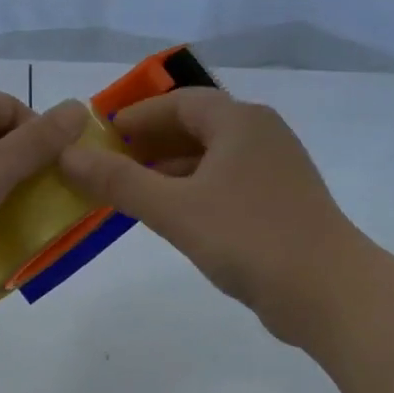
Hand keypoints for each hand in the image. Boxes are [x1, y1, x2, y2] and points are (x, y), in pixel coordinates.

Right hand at [57, 87, 360, 342]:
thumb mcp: (174, 209)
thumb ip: (119, 182)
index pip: (180, 102)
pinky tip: (172, 217)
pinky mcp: (279, 205)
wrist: (325, 290)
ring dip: (170, 171)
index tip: (101, 134)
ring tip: (130, 192)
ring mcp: (274, 172)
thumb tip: (68, 156)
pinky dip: (193, 193)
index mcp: (240, 122)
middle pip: (196, 127)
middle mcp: (261, 136)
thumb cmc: (248, 238)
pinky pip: (225, 185)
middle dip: (150, 143)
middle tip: (108, 165)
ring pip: (211, 159)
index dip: (138, 115)